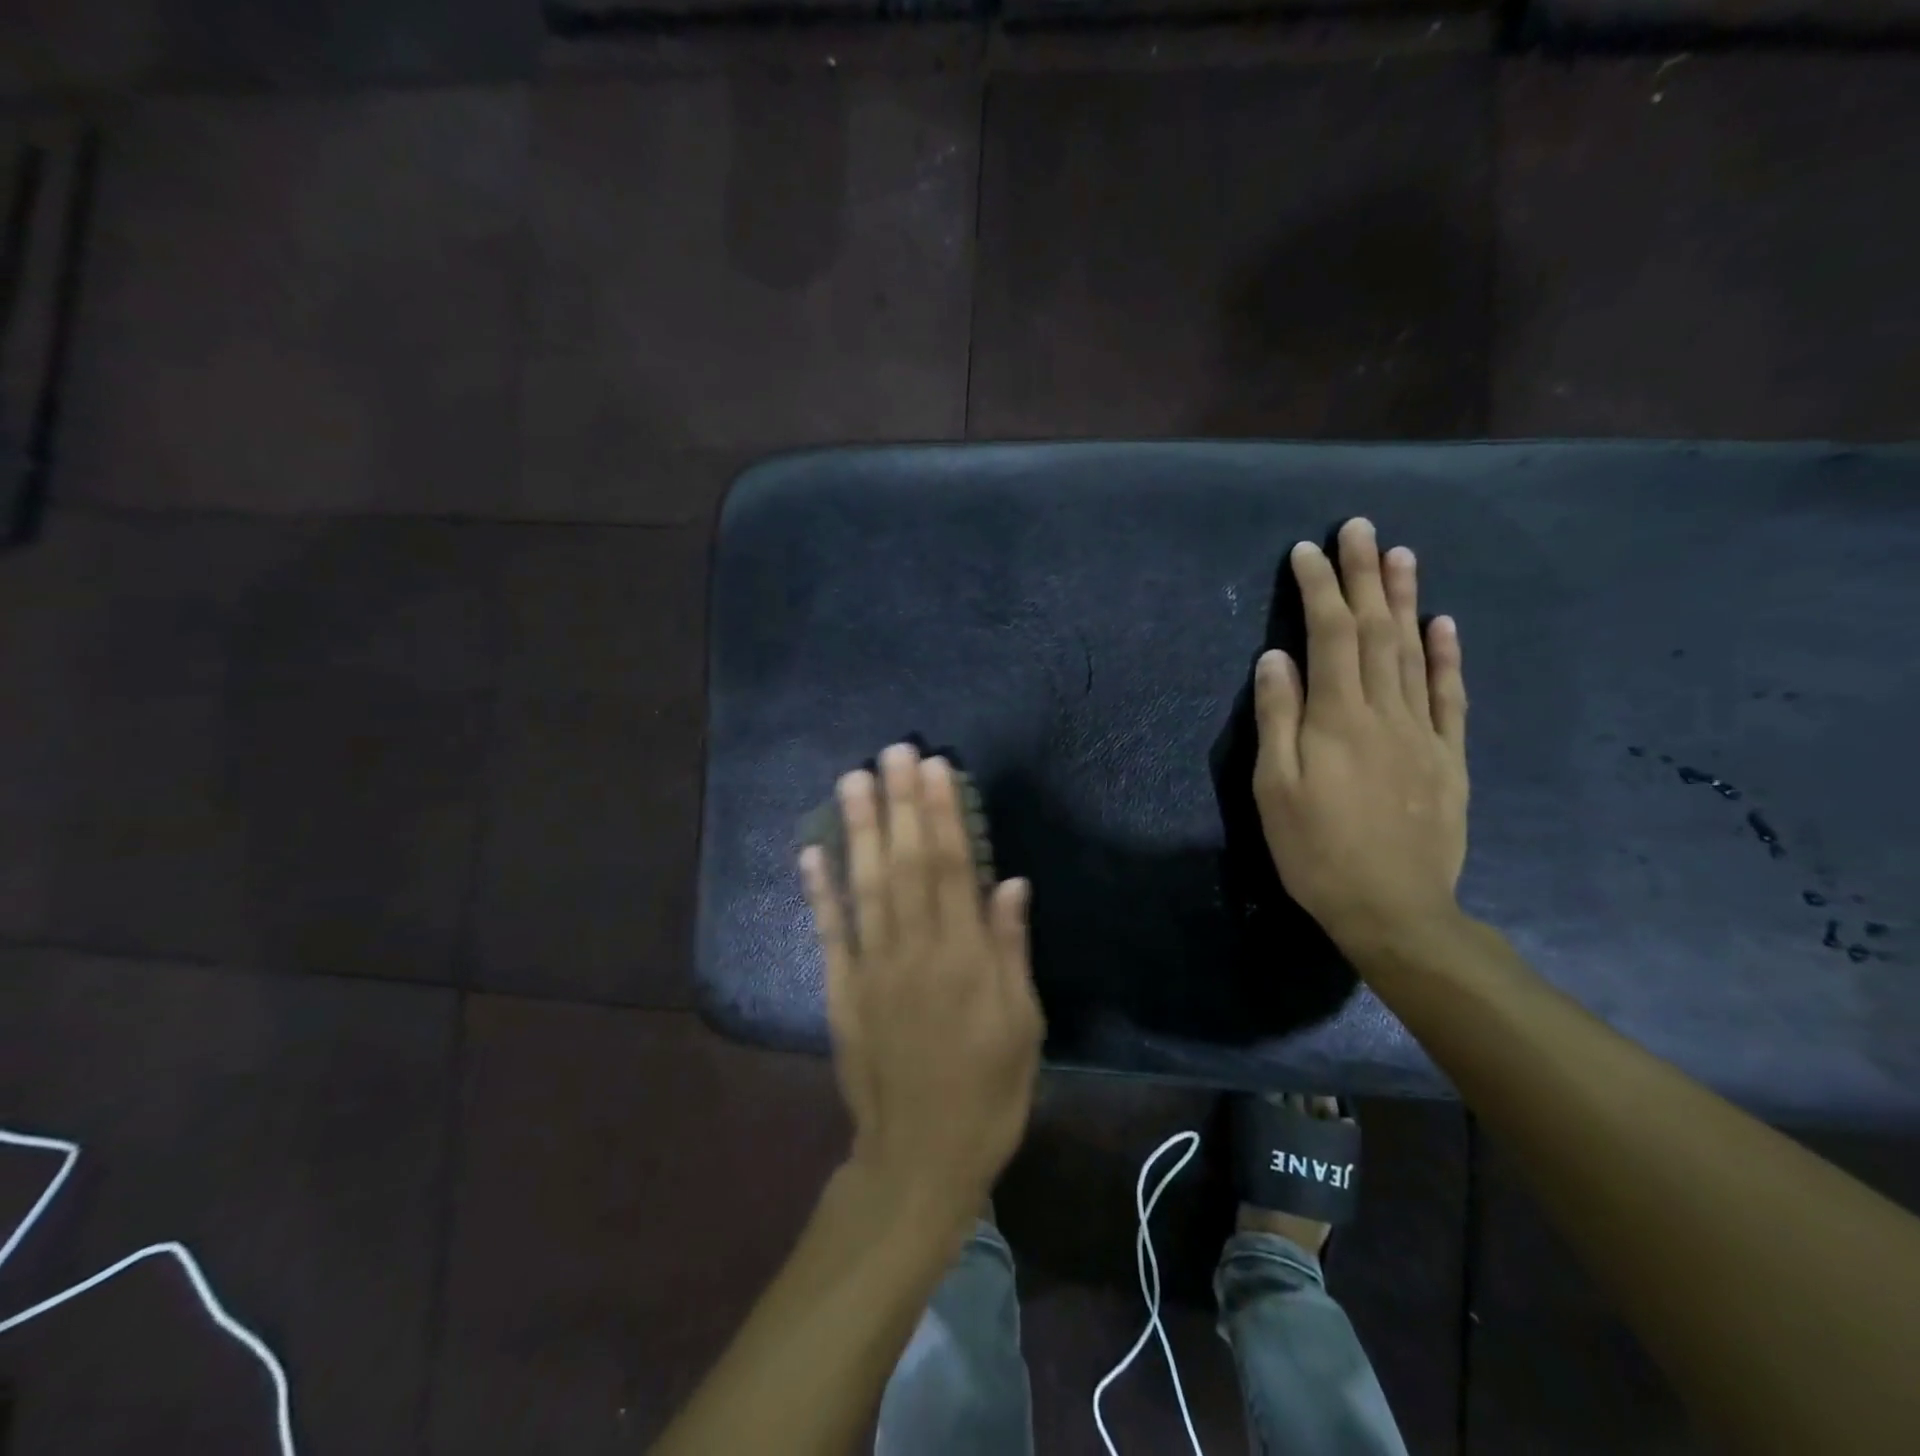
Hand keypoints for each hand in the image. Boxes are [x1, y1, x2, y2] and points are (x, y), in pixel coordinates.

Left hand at [801, 743, 1043, 1225]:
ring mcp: (872, 969)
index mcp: (965, 959)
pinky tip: (811, 850)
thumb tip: (1008, 881)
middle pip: (906, 864)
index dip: (944, 814)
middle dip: (901, 804)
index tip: (936, 769)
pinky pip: (829, 933)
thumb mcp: (1023, 1026)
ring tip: (854, 779)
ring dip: (859, 830)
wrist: (920, 1158)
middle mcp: (915, 951)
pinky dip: (818, 890)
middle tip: (895, 751)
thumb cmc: (988, 1093)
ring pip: (865, 886)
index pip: (952, 868)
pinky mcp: (841, 991)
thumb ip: (1010, 950)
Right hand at [1252, 517, 1469, 955]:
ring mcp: (1423, 732)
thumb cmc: (1316, 851)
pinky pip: (1450, 696)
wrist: (1394, 909)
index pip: (1330, 635)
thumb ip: (1278, 718)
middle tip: (1359, 528)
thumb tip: (1276, 656)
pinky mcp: (1448, 757)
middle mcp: (1385, 711)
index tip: (1307, 551)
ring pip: (1415, 652)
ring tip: (1400, 554)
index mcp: (1338, 718)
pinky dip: (1448, 656)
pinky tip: (1443, 624)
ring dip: (1406, 599)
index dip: (1319, 589)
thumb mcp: (1275, 788)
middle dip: (1365, 575)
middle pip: (1376, 630)